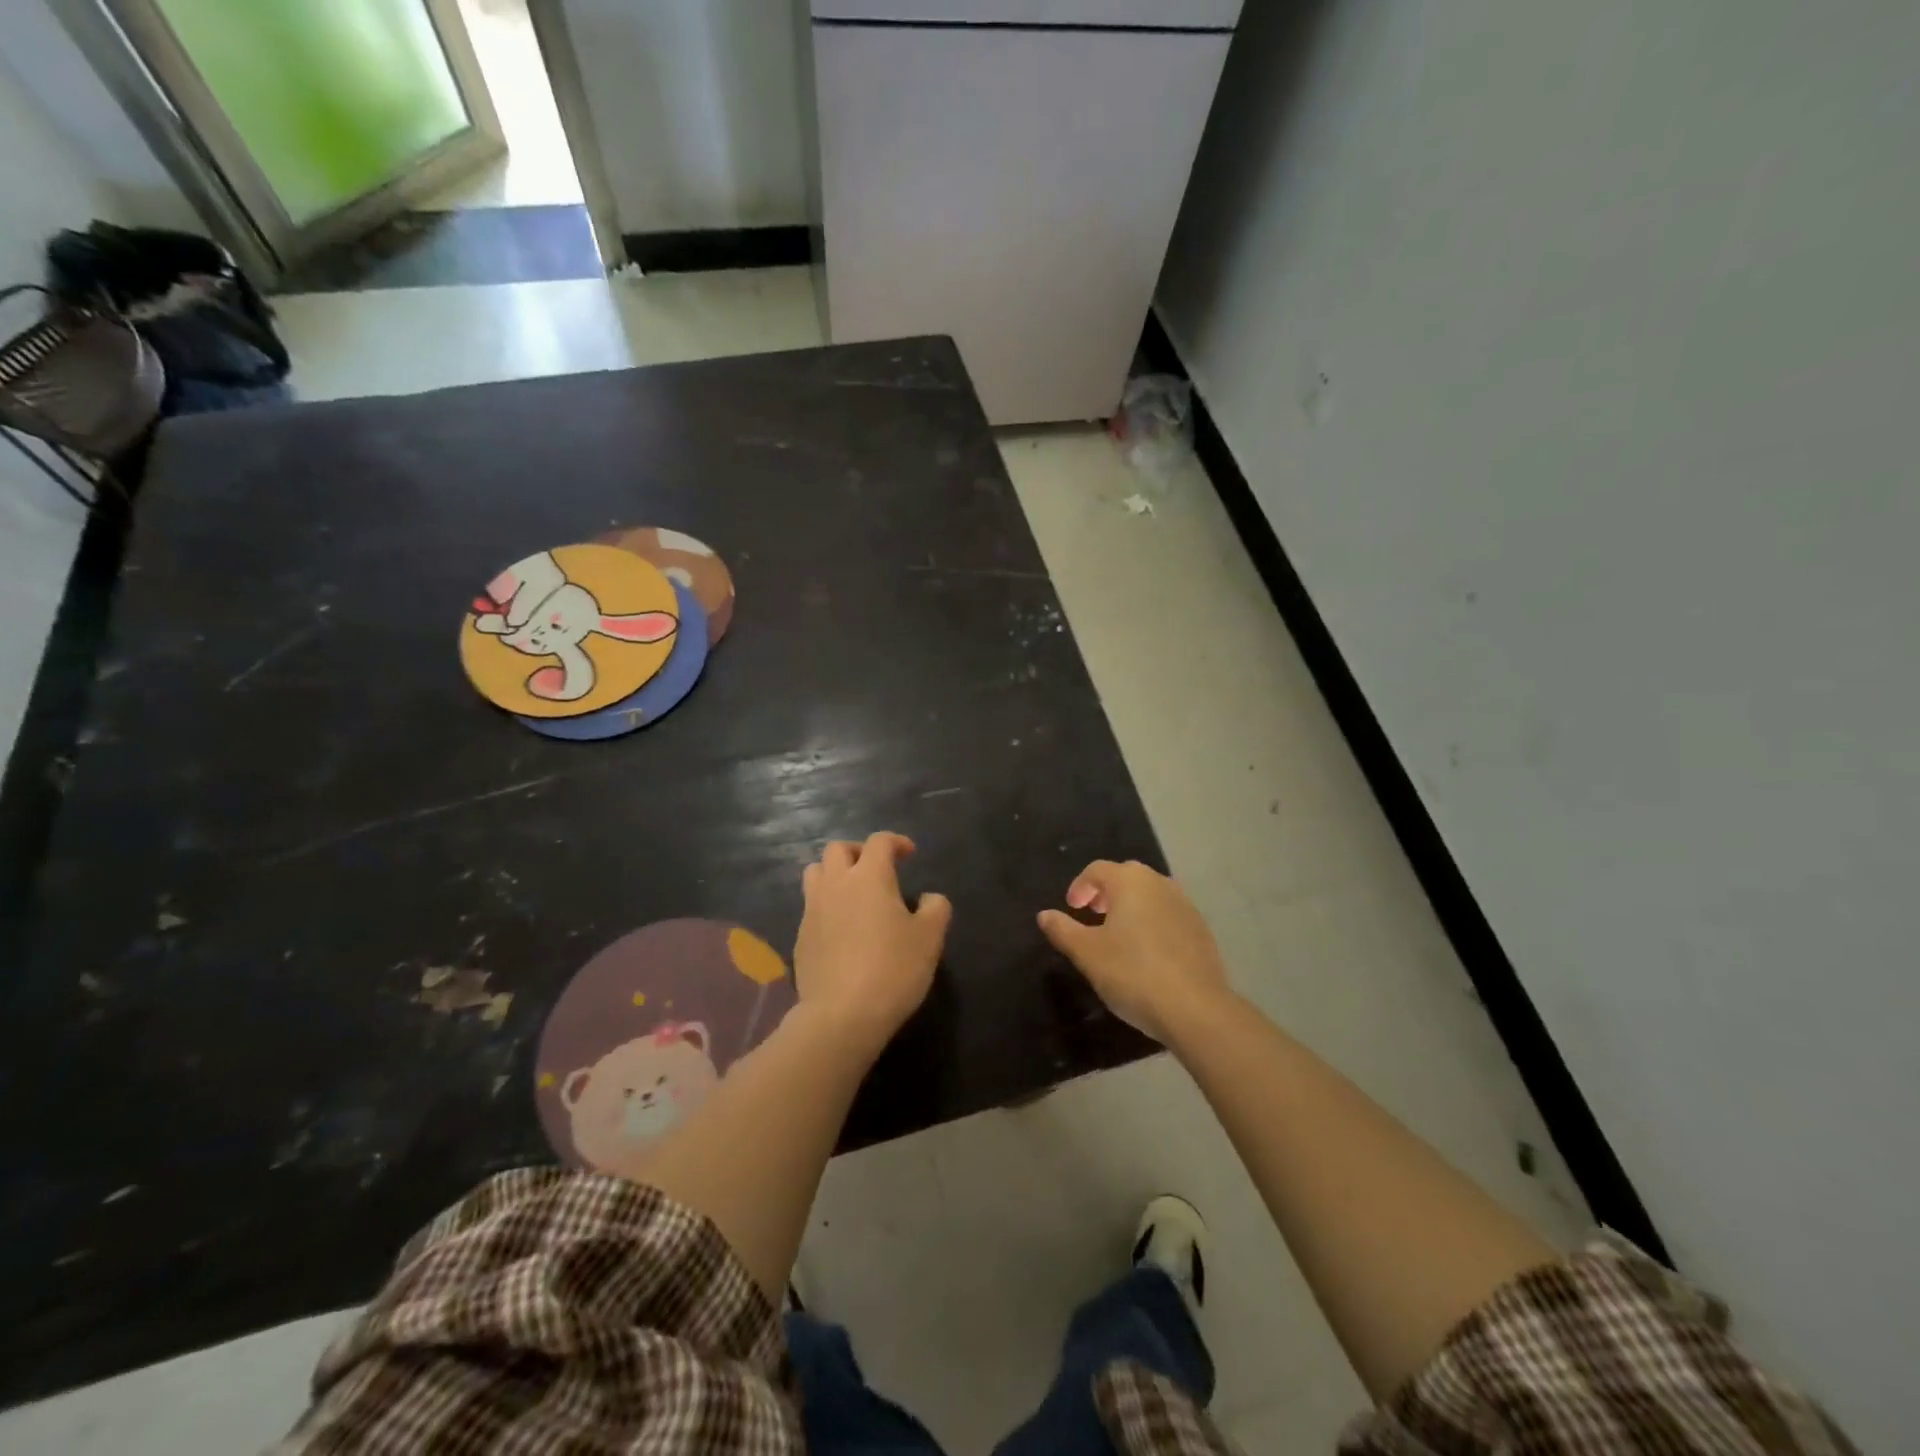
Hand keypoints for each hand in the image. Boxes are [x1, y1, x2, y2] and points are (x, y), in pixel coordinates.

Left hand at [794, 833, 951, 1051]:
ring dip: (834, 873)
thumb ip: (935, 909)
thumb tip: (929, 898)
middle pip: (838, 849)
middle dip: (858, 852)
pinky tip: (841, 929)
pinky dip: (825, 905)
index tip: (909, 854)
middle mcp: (836, 884)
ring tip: (852, 893)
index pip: (879, 841)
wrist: (842, 1014)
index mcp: (869, 876)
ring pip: (816, 872)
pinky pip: (810, 907)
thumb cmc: (893, 969)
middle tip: (876, 870)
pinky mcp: (800, 937)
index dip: (896, 841)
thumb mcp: (930, 938)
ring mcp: (813, 910)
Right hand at [1037, 860, 1231, 1043]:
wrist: (1195, 1009)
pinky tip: (1147, 953)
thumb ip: (1063, 930)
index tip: (1071, 908)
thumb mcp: (1087, 953)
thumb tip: (1044, 915)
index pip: (1097, 870)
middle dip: (1105, 892)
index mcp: (1130, 881)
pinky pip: (1168, 915)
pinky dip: (1152, 923)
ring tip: (1118, 935)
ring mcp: (1185, 906)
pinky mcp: (1201, 930)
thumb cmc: (1132, 973)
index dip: (1080, 886)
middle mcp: (1160, 883)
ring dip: (1130, 907)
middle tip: (1092, 915)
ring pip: (1150, 895)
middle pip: (1126, 877)